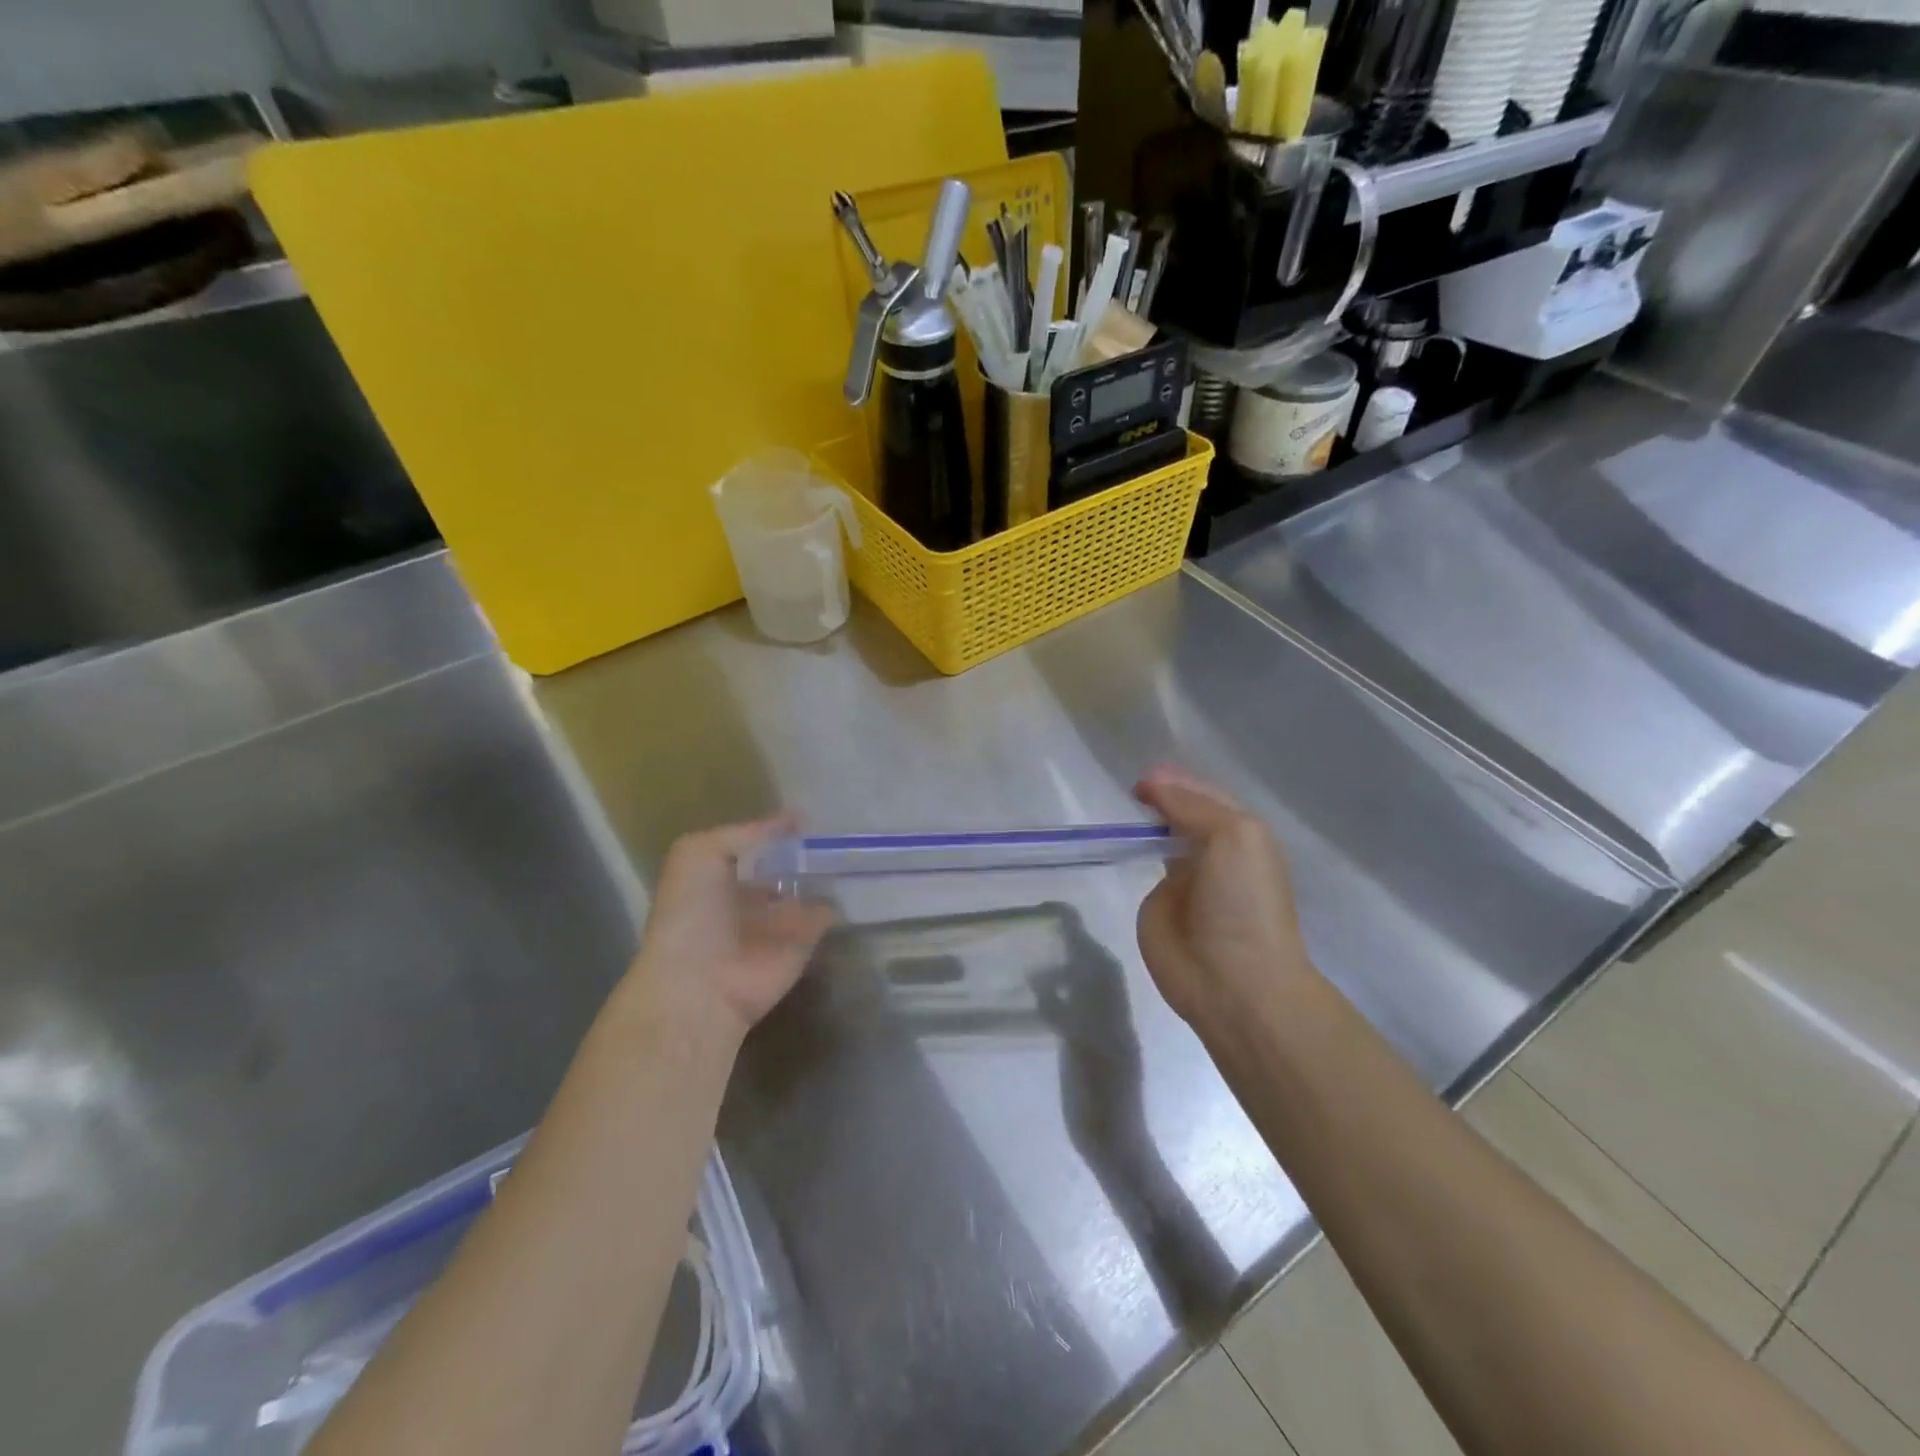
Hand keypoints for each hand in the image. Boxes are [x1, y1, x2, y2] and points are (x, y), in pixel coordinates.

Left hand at [631, 816, 833, 1041]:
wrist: (702, 984)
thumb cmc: (692, 913)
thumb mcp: (699, 853)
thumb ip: (746, 832)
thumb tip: (793, 817)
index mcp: (718, 877)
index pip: (752, 847)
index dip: (774, 830)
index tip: (804, 813)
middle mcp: (748, 898)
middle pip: (782, 867)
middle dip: (804, 850)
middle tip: (834, 827)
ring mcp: (779, 920)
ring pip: (807, 888)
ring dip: (826, 871)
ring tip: (853, 844)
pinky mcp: (805, 941)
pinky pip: (827, 914)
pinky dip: (841, 899)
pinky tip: (857, 874)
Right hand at [1134, 764, 1319, 1031]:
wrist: (1234, 981)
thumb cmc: (1243, 903)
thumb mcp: (1234, 837)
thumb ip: (1191, 805)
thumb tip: (1152, 783)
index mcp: (1241, 835)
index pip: (1203, 796)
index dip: (1176, 781)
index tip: (1143, 778)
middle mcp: (1212, 851)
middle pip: (1180, 812)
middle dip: (1157, 796)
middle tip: (1127, 787)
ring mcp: (1183, 878)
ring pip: (1159, 837)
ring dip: (1141, 821)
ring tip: (1114, 804)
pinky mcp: (1156, 904)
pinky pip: (1140, 868)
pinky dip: (1126, 852)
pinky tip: (1108, 838)